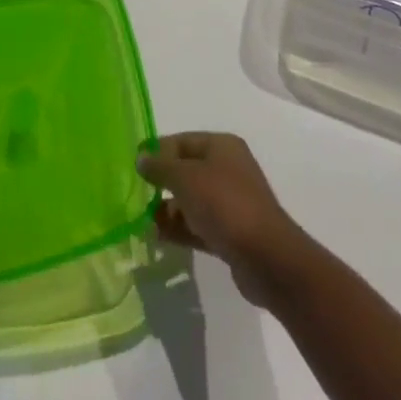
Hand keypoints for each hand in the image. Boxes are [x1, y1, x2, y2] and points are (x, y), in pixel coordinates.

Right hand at [138, 132, 311, 307]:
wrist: (267, 258)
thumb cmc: (224, 204)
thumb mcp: (185, 178)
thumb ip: (160, 167)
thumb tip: (141, 158)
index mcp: (221, 147)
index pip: (182, 141)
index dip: (157, 150)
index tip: (133, 165)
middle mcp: (227, 170)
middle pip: (186, 171)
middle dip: (161, 183)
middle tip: (134, 195)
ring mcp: (230, 203)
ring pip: (191, 201)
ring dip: (167, 210)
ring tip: (141, 222)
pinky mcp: (230, 234)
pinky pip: (198, 225)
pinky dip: (179, 229)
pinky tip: (157, 237)